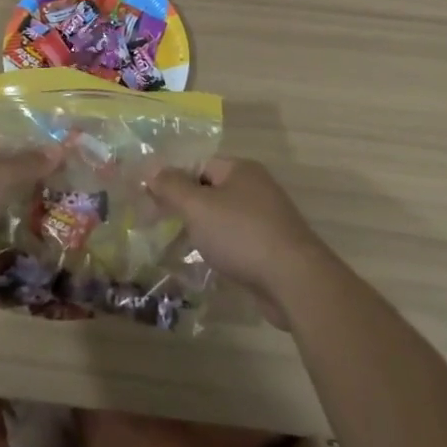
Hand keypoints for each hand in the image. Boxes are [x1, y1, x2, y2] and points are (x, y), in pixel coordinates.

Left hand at [0, 134, 60, 287]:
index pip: (1, 144)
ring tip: (38, 226)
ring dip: (2, 216)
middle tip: (51, 200)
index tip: (53, 170)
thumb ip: (29, 165)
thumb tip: (59, 148)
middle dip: (17, 188)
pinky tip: (9, 248)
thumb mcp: (0, 177)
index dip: (26, 154)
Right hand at [145, 157, 332, 323]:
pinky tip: (206, 264)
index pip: (198, 165)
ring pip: (223, 218)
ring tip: (176, 247)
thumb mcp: (197, 206)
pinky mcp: (273, 249)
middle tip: (159, 225)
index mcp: (241, 169)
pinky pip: (237, 242)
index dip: (173, 180)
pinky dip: (221, 249)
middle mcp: (256, 188)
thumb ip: (171, 186)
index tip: (151, 200)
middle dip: (185, 207)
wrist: (295, 281)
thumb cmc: (241, 234)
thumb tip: (151, 168)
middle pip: (211, 191)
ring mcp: (268, 219)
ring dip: (202, 231)